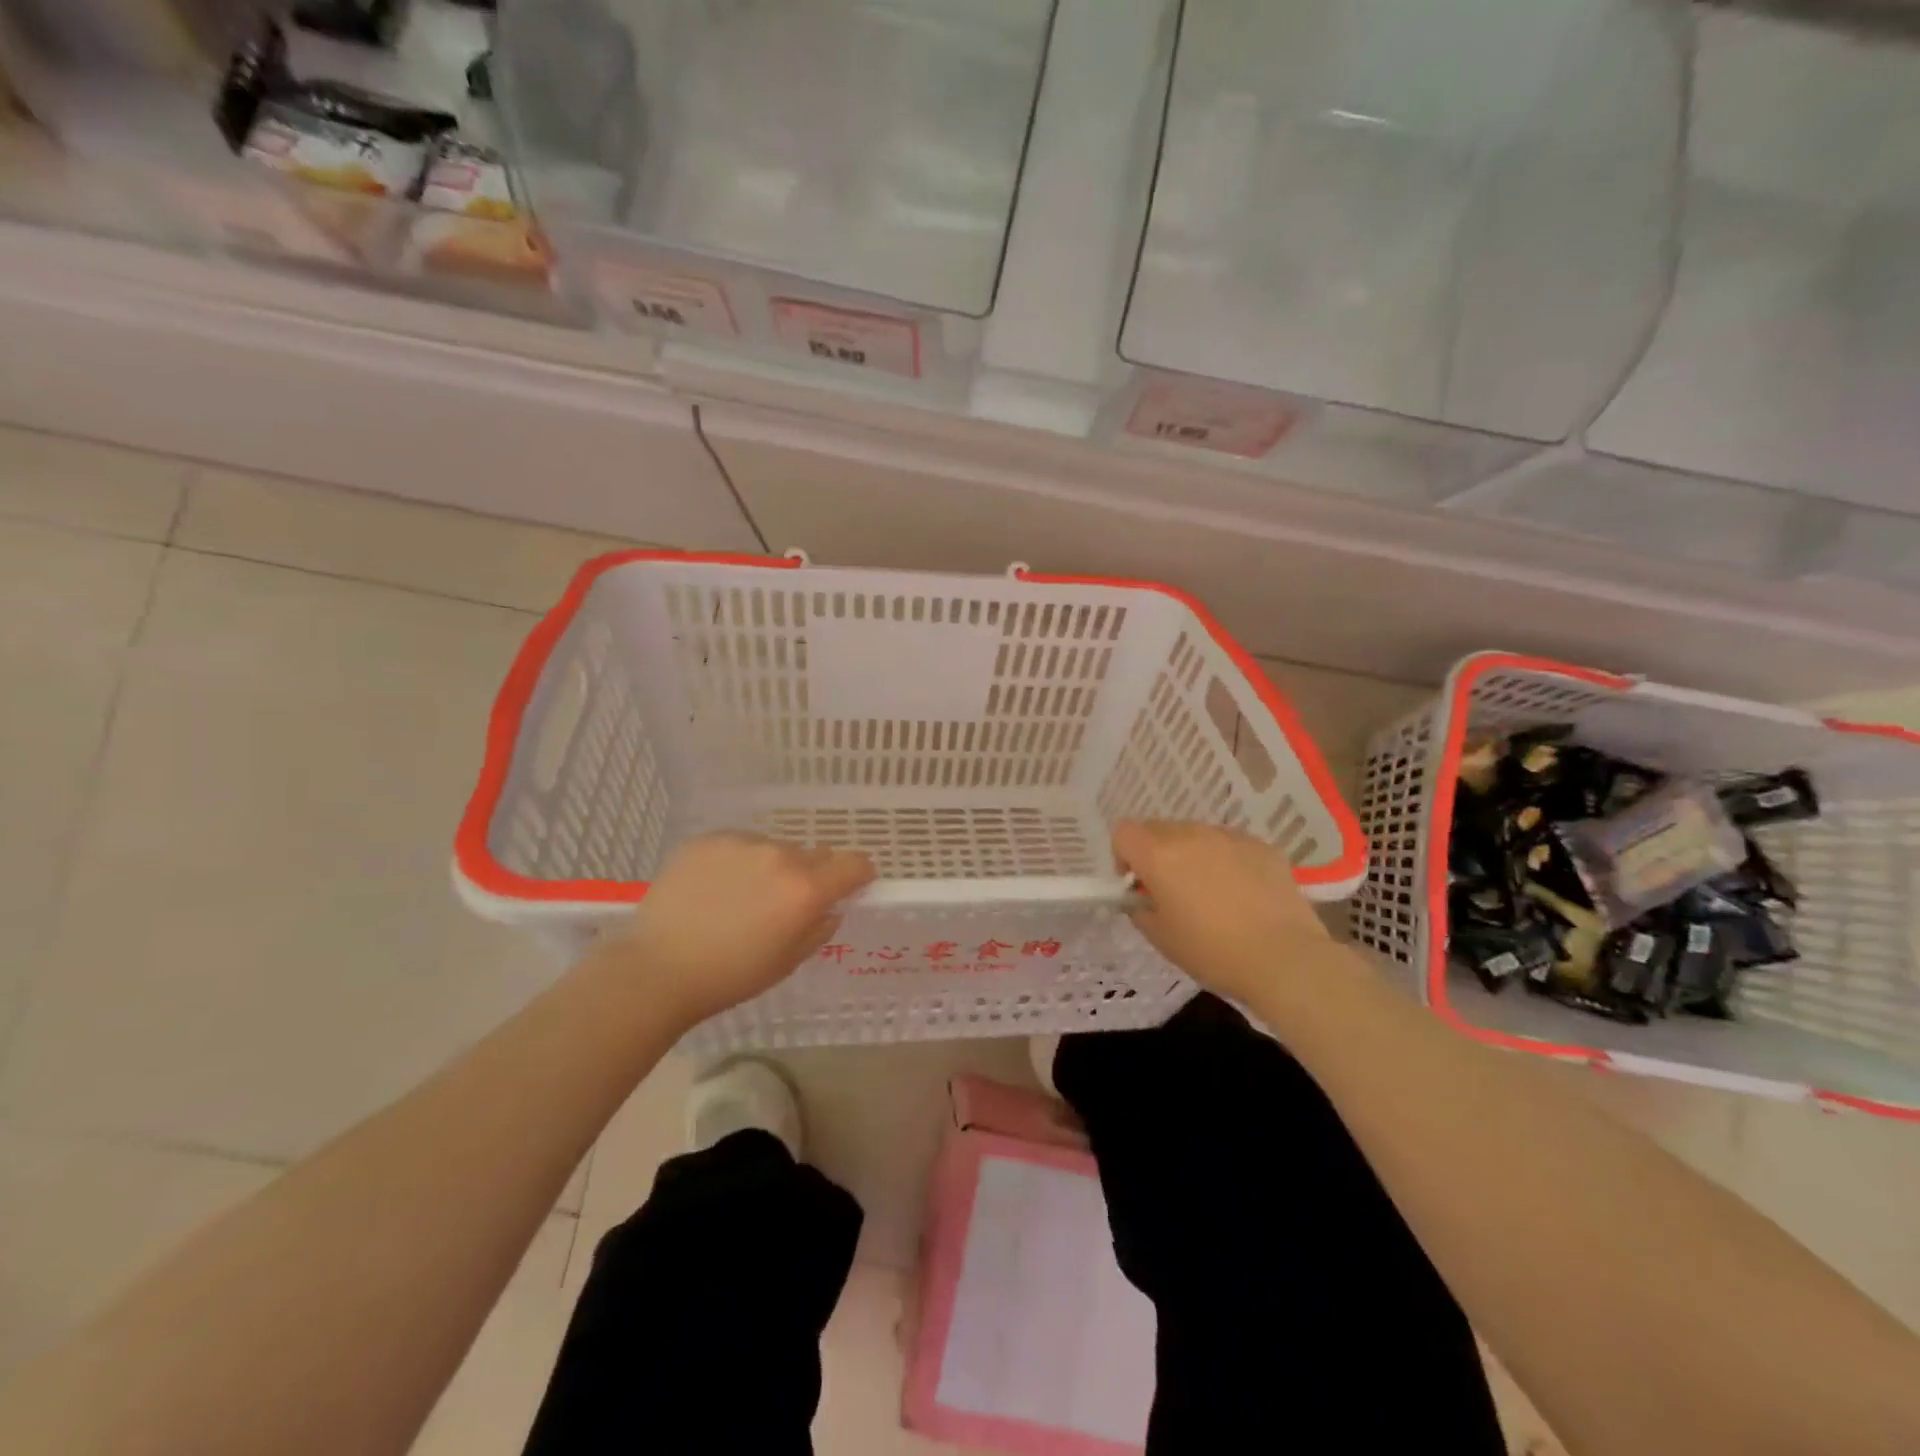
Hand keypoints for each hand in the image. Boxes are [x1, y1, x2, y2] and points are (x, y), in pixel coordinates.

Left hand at [597, 833, 873, 1030]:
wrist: (657, 968)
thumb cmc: (730, 976)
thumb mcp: (788, 962)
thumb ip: (819, 928)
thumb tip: (830, 907)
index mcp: (805, 889)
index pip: (854, 864)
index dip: (859, 875)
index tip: (852, 886)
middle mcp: (780, 856)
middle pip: (814, 854)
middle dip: (811, 874)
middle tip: (786, 903)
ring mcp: (741, 843)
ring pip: (774, 848)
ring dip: (772, 866)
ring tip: (742, 897)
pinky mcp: (708, 839)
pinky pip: (738, 845)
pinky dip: (737, 862)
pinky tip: (715, 889)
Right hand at [1114, 820, 1341, 1004]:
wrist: (1283, 957)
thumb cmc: (1212, 951)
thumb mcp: (1161, 938)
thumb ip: (1141, 909)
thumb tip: (1142, 898)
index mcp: (1158, 854)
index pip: (1123, 832)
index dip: (1123, 856)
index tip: (1138, 886)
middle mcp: (1190, 834)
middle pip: (1158, 829)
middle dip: (1156, 854)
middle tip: (1171, 891)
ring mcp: (1228, 836)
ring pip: (1195, 834)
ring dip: (1191, 855)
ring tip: (1211, 893)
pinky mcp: (1261, 845)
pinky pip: (1229, 844)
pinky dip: (1225, 860)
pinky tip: (1241, 894)